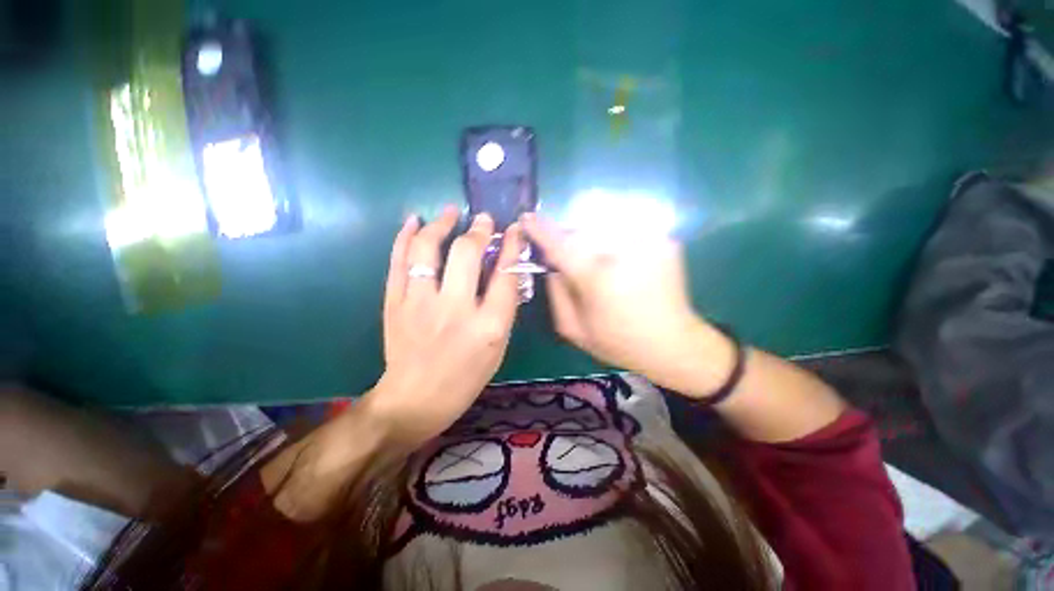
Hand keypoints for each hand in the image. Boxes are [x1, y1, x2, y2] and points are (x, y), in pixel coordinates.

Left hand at [365, 206, 523, 447]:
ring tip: (450, 211)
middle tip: (483, 219)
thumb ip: (503, 309)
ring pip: (428, 249)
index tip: (514, 230)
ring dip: (441, 224)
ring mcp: (420, 304)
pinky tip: (414, 220)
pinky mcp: (394, 303)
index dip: (512, 246)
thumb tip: (504, 271)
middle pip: (467, 254)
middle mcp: (455, 309)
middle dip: (478, 230)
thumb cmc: (465, 378)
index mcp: (489, 326)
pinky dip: (405, 237)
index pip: (505, 274)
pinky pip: (398, 261)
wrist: (414, 400)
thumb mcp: (498, 348)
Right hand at [523, 214, 734, 394]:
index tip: (526, 218)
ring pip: (603, 229)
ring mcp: (648, 241)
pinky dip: (615, 244)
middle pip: (581, 231)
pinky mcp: (664, 240)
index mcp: (596, 277)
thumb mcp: (574, 329)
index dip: (540, 229)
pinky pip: (626, 233)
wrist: (674, 344)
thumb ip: (556, 293)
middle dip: (568, 240)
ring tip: (598, 266)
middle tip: (567, 259)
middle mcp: (622, 252)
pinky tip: (620, 266)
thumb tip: (552, 265)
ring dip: (591, 241)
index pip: (559, 243)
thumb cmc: (619, 342)